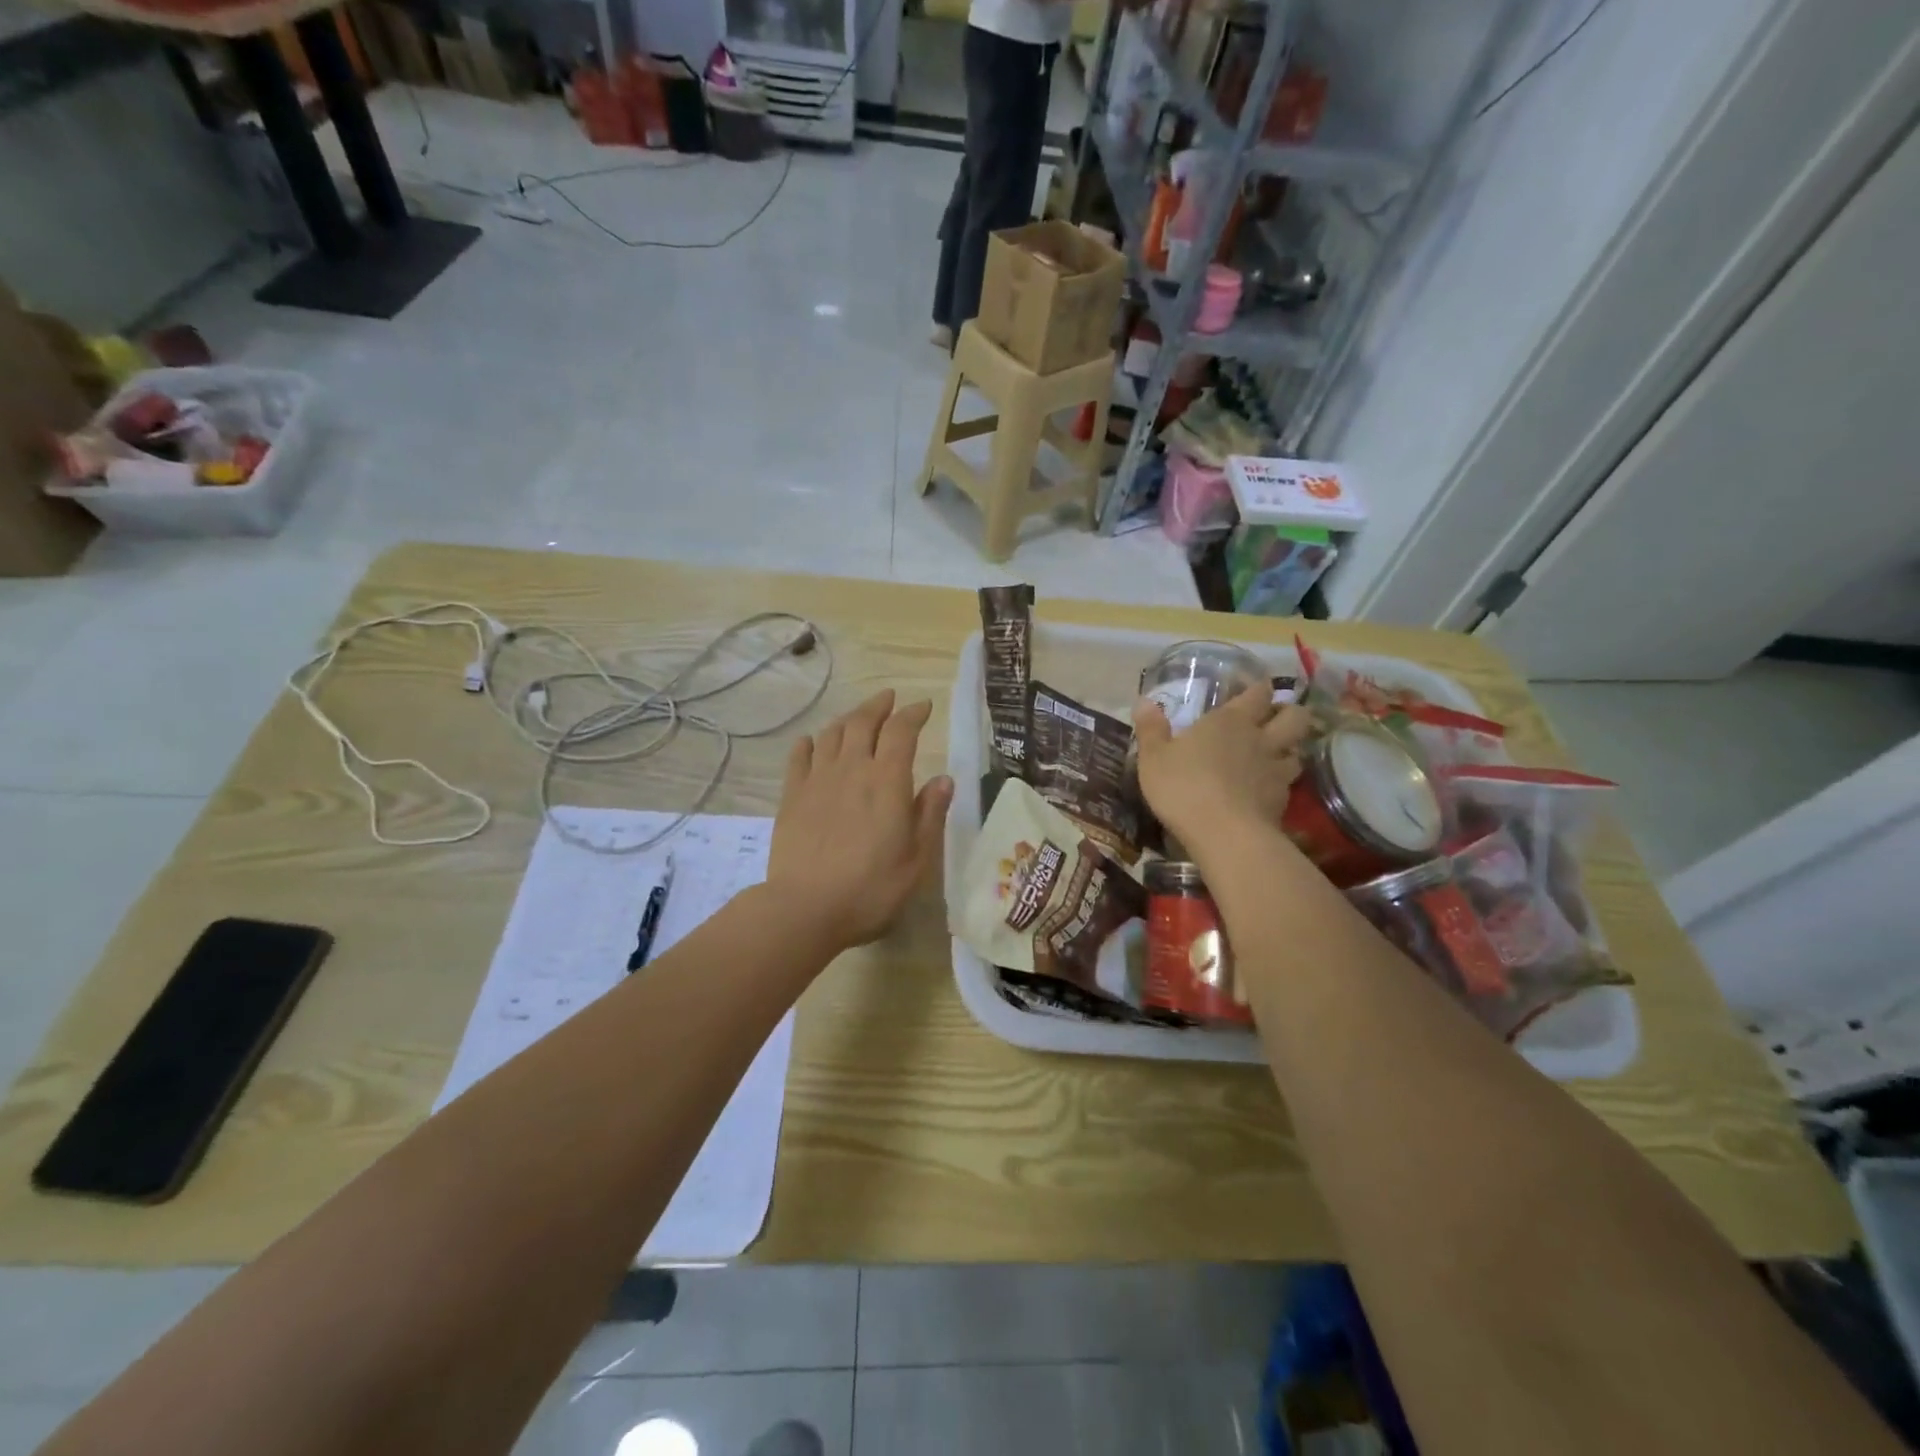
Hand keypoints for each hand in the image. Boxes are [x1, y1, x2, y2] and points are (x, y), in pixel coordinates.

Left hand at [768, 689, 953, 952]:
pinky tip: (812, 742)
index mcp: (887, 781)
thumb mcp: (917, 859)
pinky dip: (809, 743)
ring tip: (858, 717)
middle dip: (879, 705)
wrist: (805, 907)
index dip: (913, 714)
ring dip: (848, 719)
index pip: (901, 731)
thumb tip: (944, 779)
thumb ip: (930, 814)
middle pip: (863, 721)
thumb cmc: (871, 888)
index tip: (923, 707)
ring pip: (832, 733)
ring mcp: (817, 779)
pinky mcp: (791, 795)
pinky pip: (799, 756)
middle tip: (889, 698)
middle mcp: (852, 769)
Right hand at [1132, 688, 1311, 854]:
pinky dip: (1282, 783)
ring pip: (1298, 750)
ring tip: (1278, 754)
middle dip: (1290, 713)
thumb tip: (1144, 702)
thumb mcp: (1153, 758)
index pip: (1258, 694)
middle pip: (1295, 717)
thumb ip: (1151, 729)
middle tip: (1277, 718)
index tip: (1259, 688)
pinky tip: (1268, 790)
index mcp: (1230, 721)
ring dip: (1291, 749)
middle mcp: (1260, 739)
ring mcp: (1276, 771)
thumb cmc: (1183, 787)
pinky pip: (1289, 784)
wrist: (1224, 834)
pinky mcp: (1282, 801)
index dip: (1260, 688)